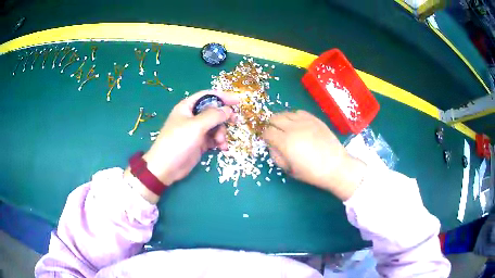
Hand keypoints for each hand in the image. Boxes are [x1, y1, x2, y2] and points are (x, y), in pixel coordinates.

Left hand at [125, 90, 238, 202]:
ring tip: (221, 142)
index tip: (238, 101)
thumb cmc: (178, 142)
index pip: (208, 96)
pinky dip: (219, 142)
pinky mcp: (200, 143)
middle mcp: (192, 116)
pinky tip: (222, 148)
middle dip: (224, 117)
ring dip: (221, 133)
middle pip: (213, 111)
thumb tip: (228, 110)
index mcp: (188, 107)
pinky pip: (213, 138)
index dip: (223, 96)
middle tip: (236, 121)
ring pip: (215, 126)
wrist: (166, 167)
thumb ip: (214, 116)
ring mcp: (196, 130)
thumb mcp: (196, 126)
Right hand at [262, 110, 365, 200]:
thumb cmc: (312, 172)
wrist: (335, 166)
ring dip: (282, 120)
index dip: (264, 136)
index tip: (267, 140)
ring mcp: (305, 121)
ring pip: (285, 113)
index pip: (267, 132)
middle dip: (271, 125)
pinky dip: (294, 116)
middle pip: (274, 119)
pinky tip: (297, 124)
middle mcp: (293, 128)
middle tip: (274, 133)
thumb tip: (272, 145)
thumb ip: (276, 156)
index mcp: (285, 142)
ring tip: (285, 128)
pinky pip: (298, 112)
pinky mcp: (314, 119)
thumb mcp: (289, 170)